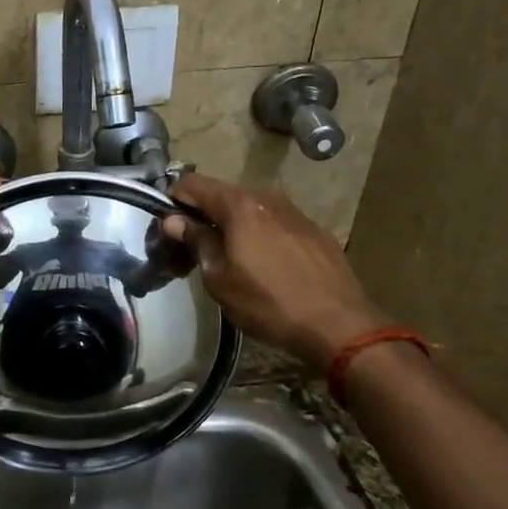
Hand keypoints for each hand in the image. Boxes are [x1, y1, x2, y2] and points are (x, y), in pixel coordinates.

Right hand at [163, 173, 388, 369]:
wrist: (339, 324)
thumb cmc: (268, 303)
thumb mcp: (220, 279)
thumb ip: (197, 242)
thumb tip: (174, 220)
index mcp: (239, 205)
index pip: (193, 184)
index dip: (173, 200)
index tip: (167, 226)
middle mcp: (267, 198)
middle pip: (223, 195)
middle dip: (203, 215)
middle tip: (194, 248)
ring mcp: (296, 212)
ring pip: (251, 209)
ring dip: (233, 226)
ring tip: (230, 258)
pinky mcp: (315, 231)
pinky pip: (276, 223)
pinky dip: (260, 235)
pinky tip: (265, 265)